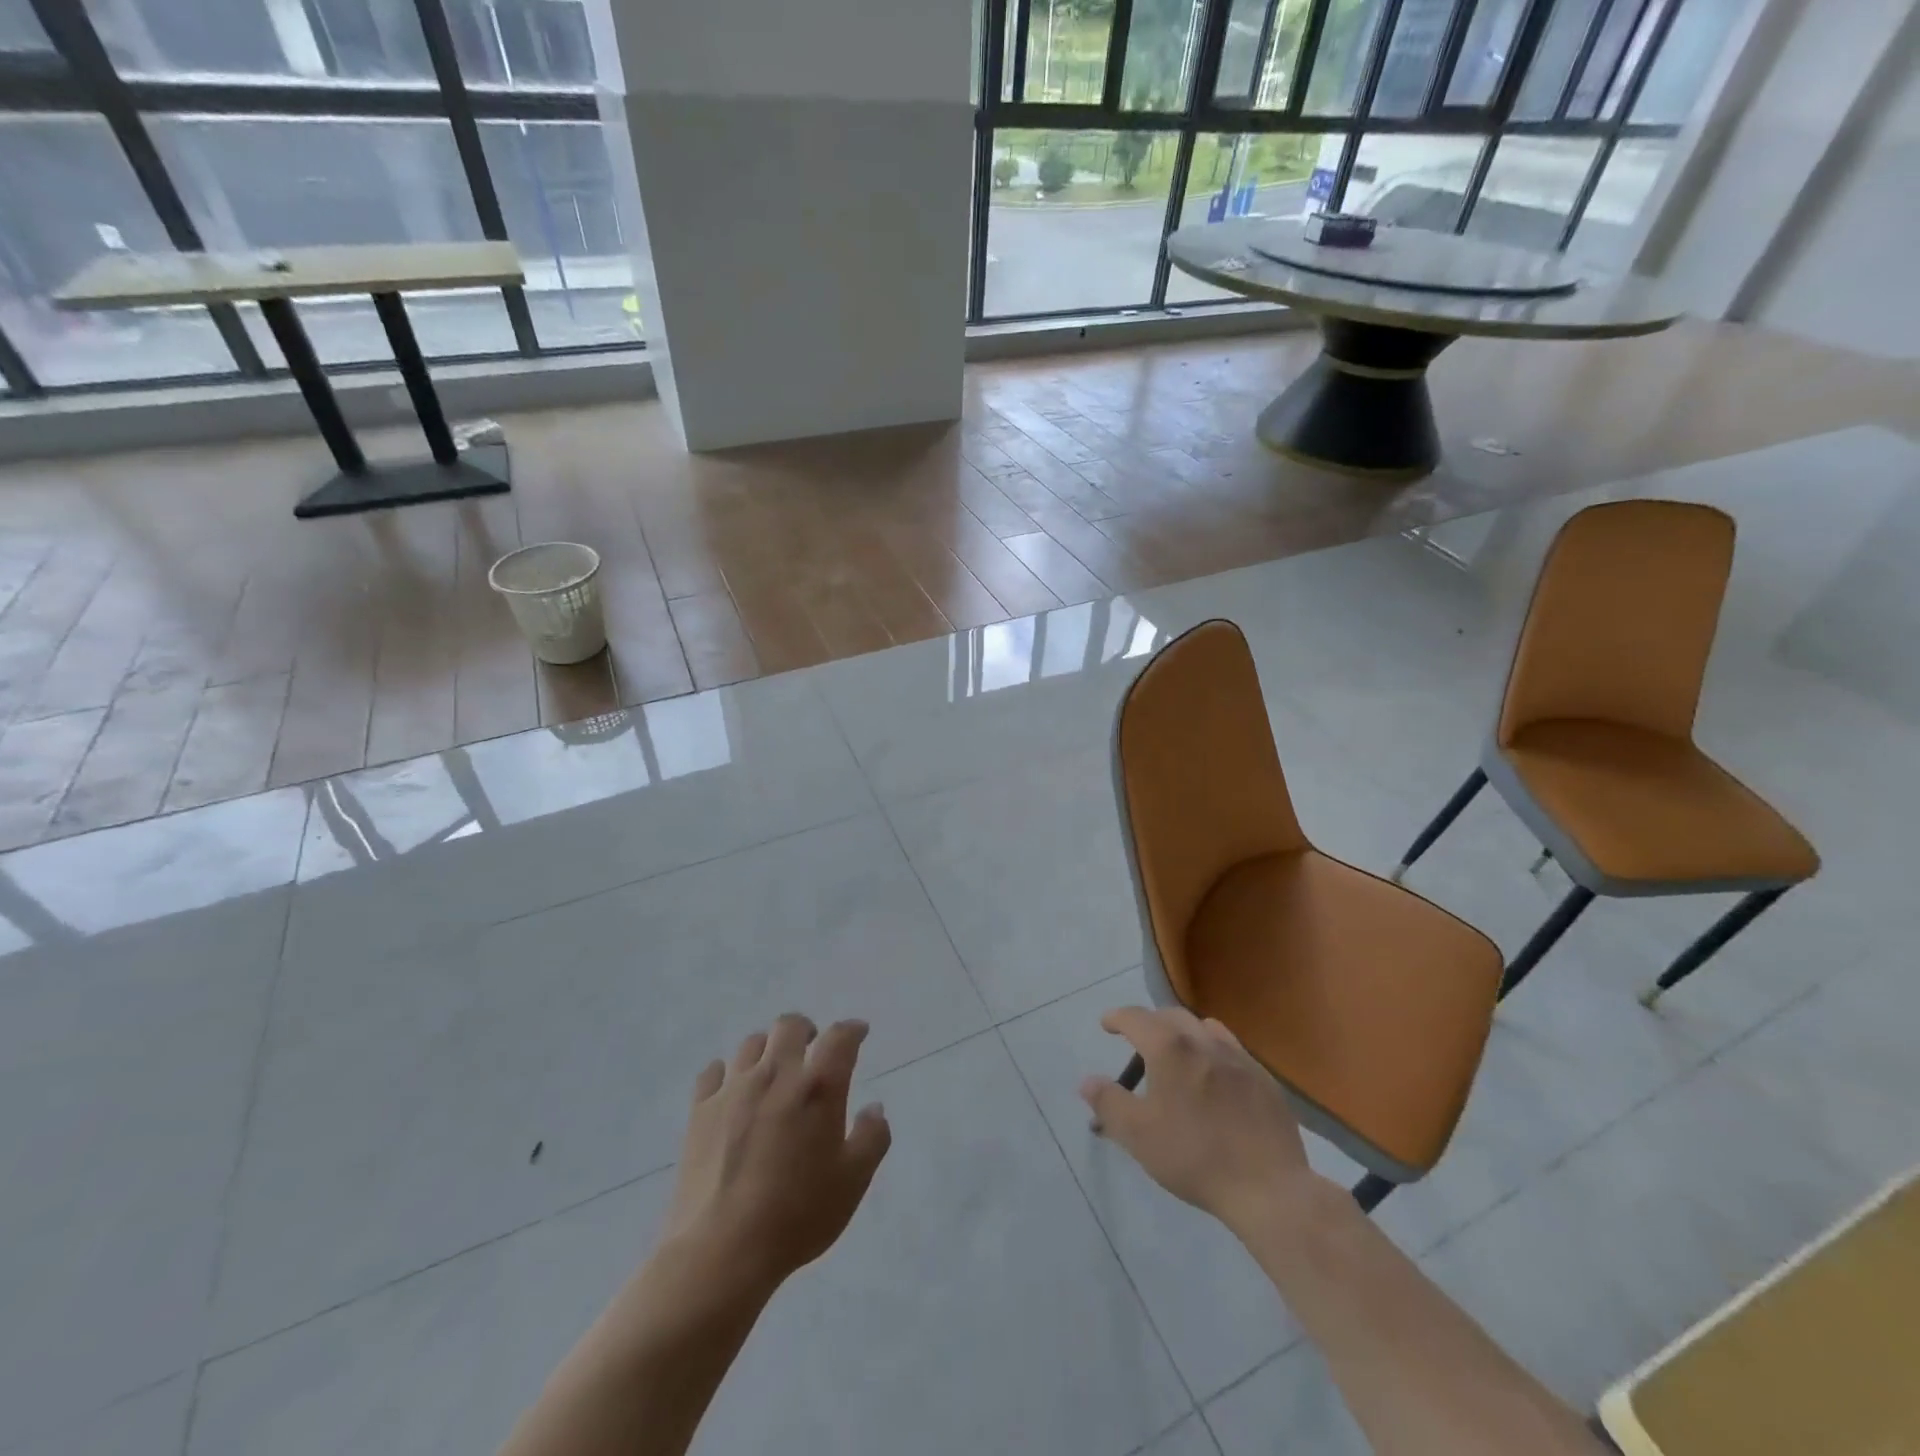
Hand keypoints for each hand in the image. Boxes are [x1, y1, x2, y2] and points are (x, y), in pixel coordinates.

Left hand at [658, 1014, 891, 1293]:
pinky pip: (713, 1072)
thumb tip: (874, 1108)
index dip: (853, 1030)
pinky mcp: (700, 1110)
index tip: (859, 1033)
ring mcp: (734, 1088)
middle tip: (813, 1049)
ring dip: (768, 1049)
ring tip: (773, 1070)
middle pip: (790, 1025)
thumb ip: (872, 1137)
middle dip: (807, 1030)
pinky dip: (727, 1073)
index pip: (840, 1037)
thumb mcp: (853, 1182)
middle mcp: (776, 1074)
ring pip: (752, 1043)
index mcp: (818, 1086)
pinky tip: (731, 1090)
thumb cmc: (797, 1215)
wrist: (721, 1250)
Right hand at [1079, 1006, 1320, 1237]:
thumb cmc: (1194, 1157)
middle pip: (1171, 1016)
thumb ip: (1108, 1102)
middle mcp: (1204, 1041)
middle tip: (1138, 1042)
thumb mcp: (1137, 1135)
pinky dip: (1212, 1052)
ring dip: (1184, 1033)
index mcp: (1170, 1048)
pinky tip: (1214, 1079)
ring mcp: (1239, 1057)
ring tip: (1177, 1054)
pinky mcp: (1263, 1079)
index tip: (1106, 1025)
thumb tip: (1087, 1081)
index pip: (1136, 1017)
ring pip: (1205, 1027)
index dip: (1117, 1018)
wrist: (1268, 1187)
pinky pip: (1231, 1050)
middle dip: (1150, 1022)